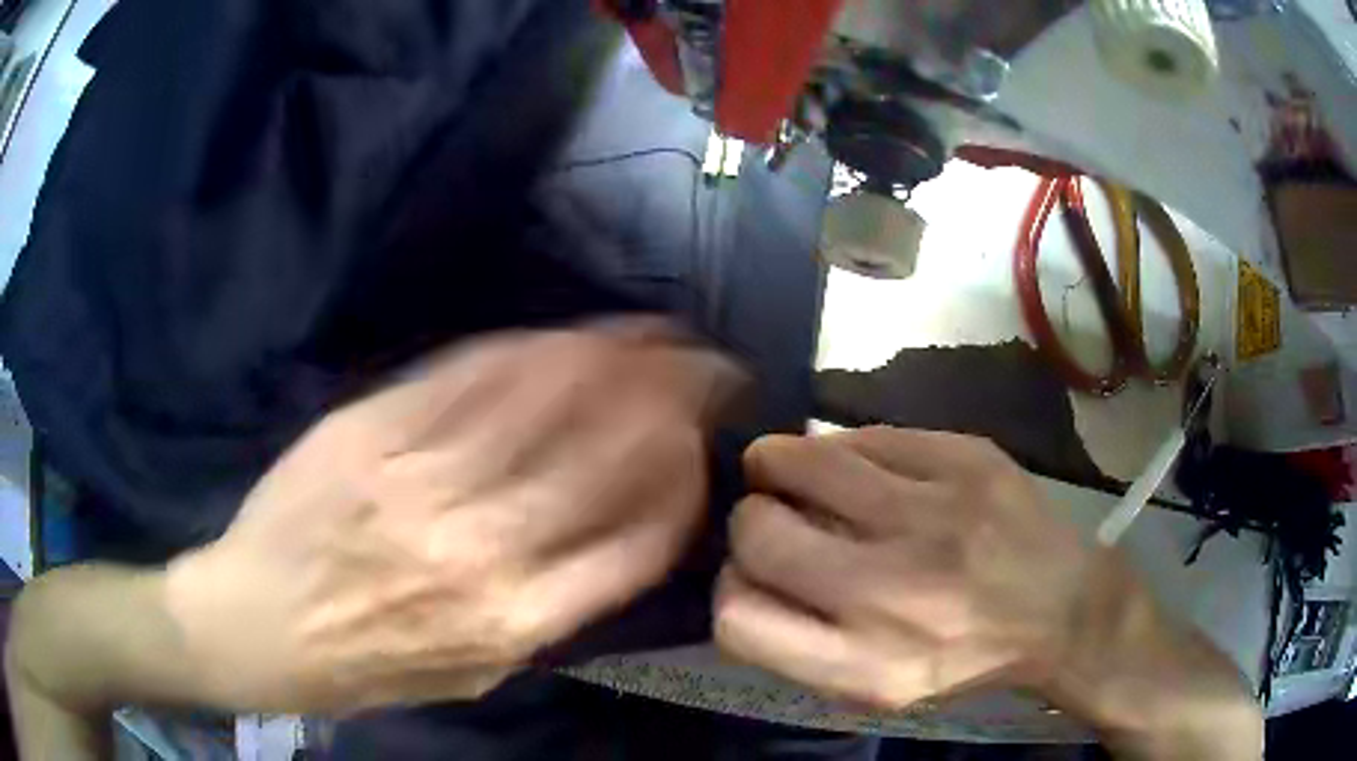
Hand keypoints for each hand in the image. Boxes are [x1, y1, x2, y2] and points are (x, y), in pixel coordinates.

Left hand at [164, 320, 742, 712]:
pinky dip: (531, 348)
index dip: (684, 483)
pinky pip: (468, 375)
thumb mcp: (471, 678)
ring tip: (660, 333)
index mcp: (511, 622)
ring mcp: (419, 478)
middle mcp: (478, 547)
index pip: (637, 541)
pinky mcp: (371, 430)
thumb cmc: (364, 667)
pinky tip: (569, 332)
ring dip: (615, 357)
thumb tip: (608, 554)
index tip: (703, 449)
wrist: (257, 623)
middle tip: (710, 364)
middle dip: (672, 398)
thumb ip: (546, 621)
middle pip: (602, 453)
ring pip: (543, 398)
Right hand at [714, 427, 1090, 709]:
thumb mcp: (876, 687)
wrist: (1060, 607)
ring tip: (789, 469)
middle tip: (773, 518)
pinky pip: (865, 436)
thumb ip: (799, 645)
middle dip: (750, 522)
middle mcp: (892, 592)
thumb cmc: (960, 657)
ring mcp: (933, 514)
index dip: (730, 589)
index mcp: (863, 665)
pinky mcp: (965, 460)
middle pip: (756, 532)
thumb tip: (741, 574)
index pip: (736, 618)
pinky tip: (862, 468)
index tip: (753, 577)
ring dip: (778, 464)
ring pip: (800, 460)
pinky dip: (846, 450)